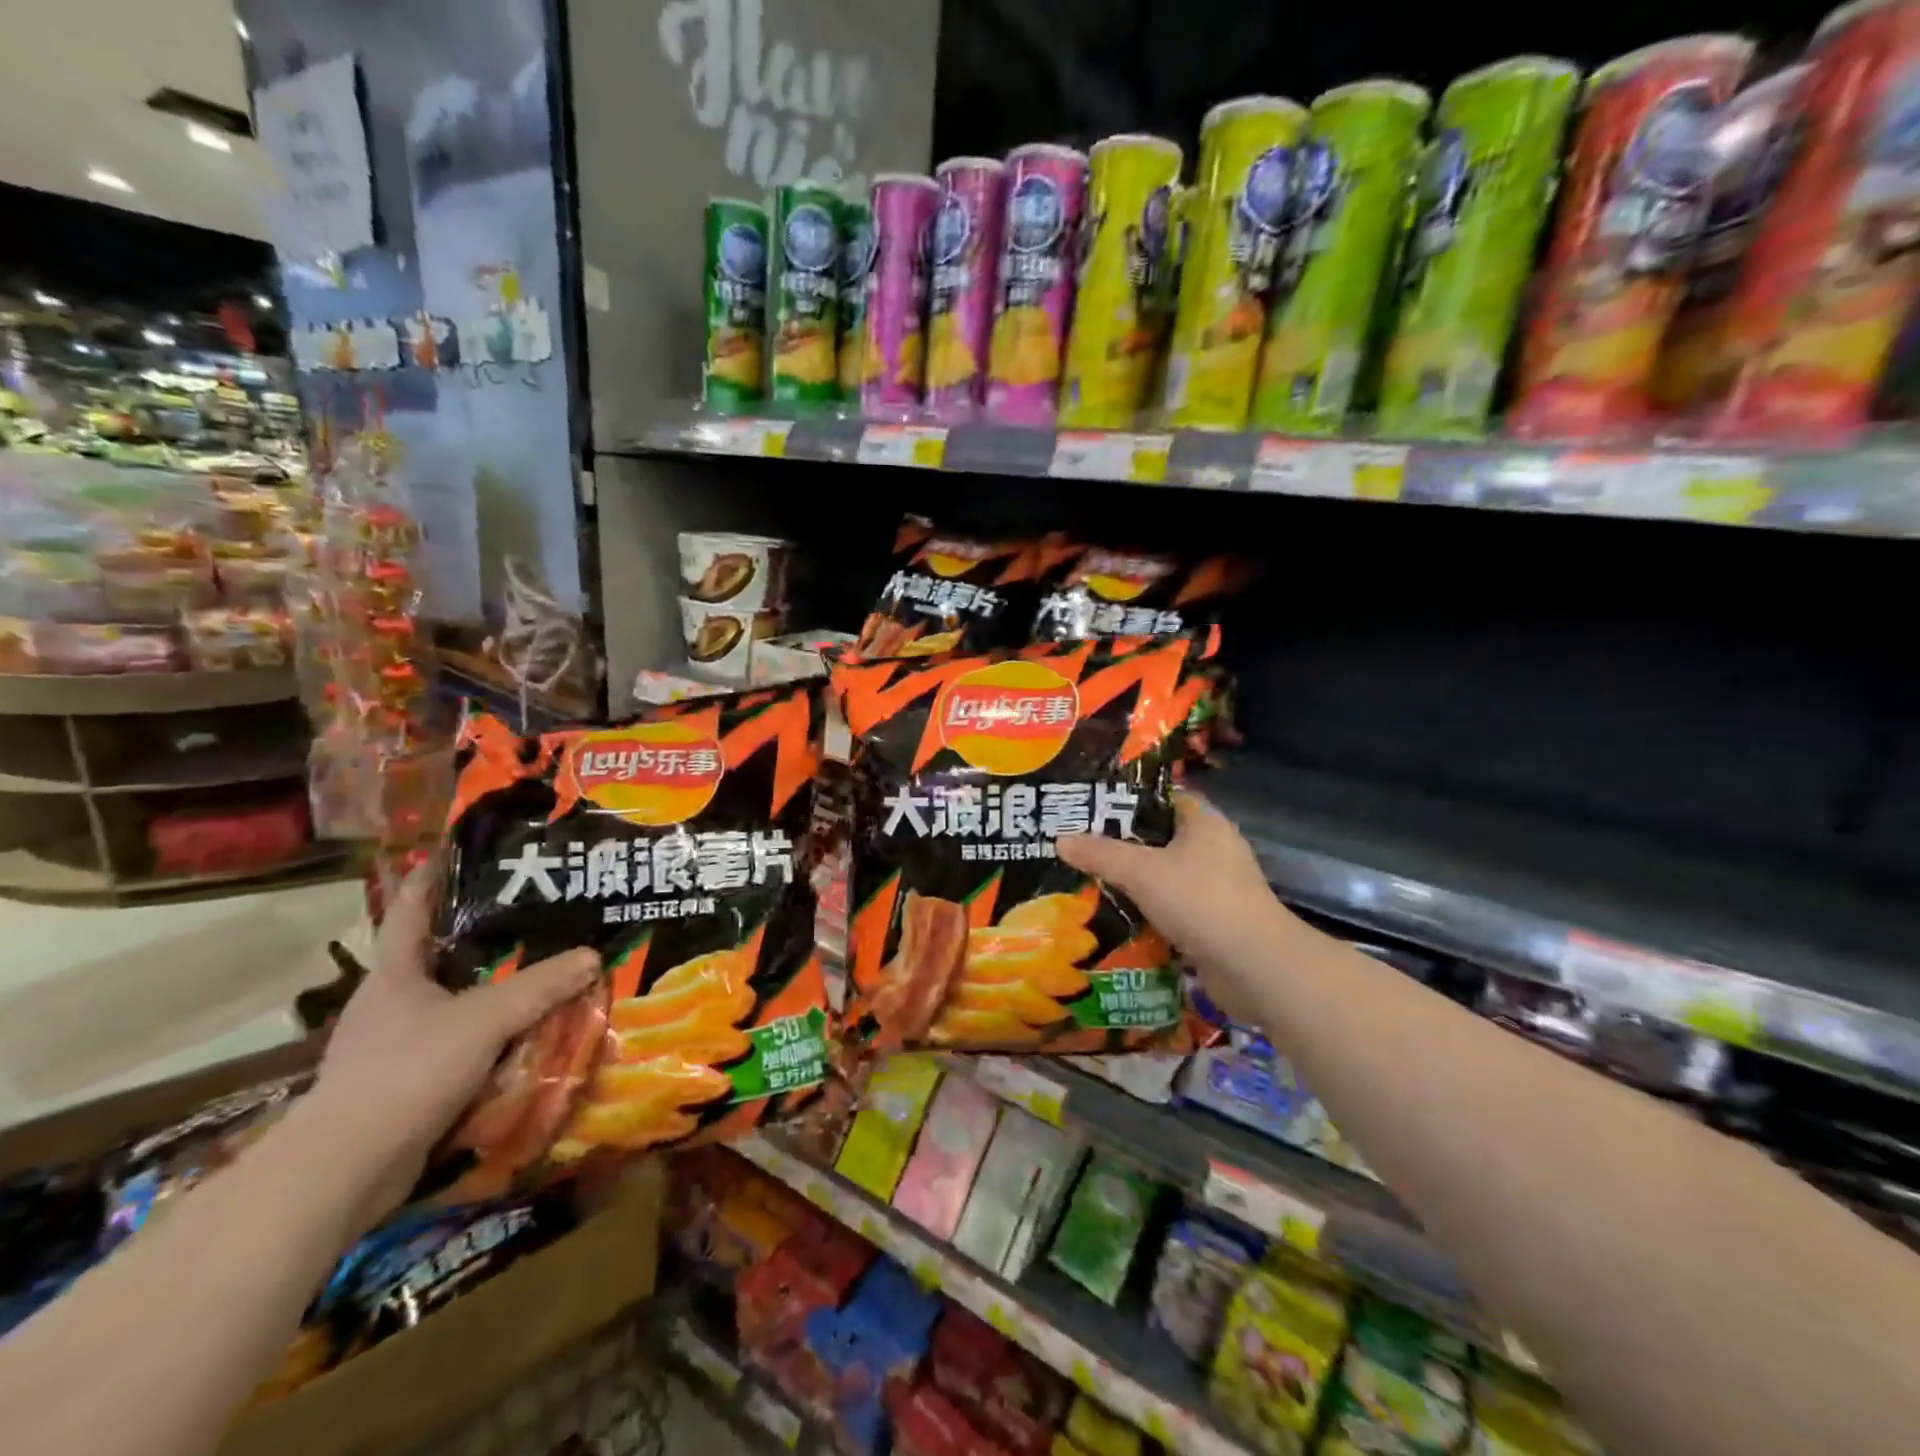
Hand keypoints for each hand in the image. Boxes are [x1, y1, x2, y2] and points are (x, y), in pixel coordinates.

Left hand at [305, 869, 598, 1221]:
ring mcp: (395, 1045)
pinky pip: (460, 1045)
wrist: (343, 1172)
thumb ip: (539, 987)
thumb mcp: (483, 1020)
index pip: (412, 908)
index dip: (434, 875)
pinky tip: (526, 1035)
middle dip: (484, 935)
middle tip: (536, 914)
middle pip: (440, 955)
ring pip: (454, 1003)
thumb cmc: (406, 1073)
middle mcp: (392, 1003)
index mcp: (395, 974)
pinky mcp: (406, 1084)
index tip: (464, 849)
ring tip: (543, 972)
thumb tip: (592, 955)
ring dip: (493, 991)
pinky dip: (491, 1036)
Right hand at [1057, 791, 1296, 1021]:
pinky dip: (1147, 912)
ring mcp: (1216, 887)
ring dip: (1132, 882)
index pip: (1161, 797)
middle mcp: (1213, 848)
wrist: (1254, 966)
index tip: (1089, 805)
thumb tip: (1059, 840)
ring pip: (1164, 876)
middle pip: (1159, 838)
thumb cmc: (1200, 900)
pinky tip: (1114, 916)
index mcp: (1204, 822)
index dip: (1126, 799)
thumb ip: (1100, 854)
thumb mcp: (1141, 871)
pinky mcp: (1214, 922)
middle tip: (1077, 845)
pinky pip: (1171, 908)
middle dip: (1121, 844)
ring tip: (1086, 880)